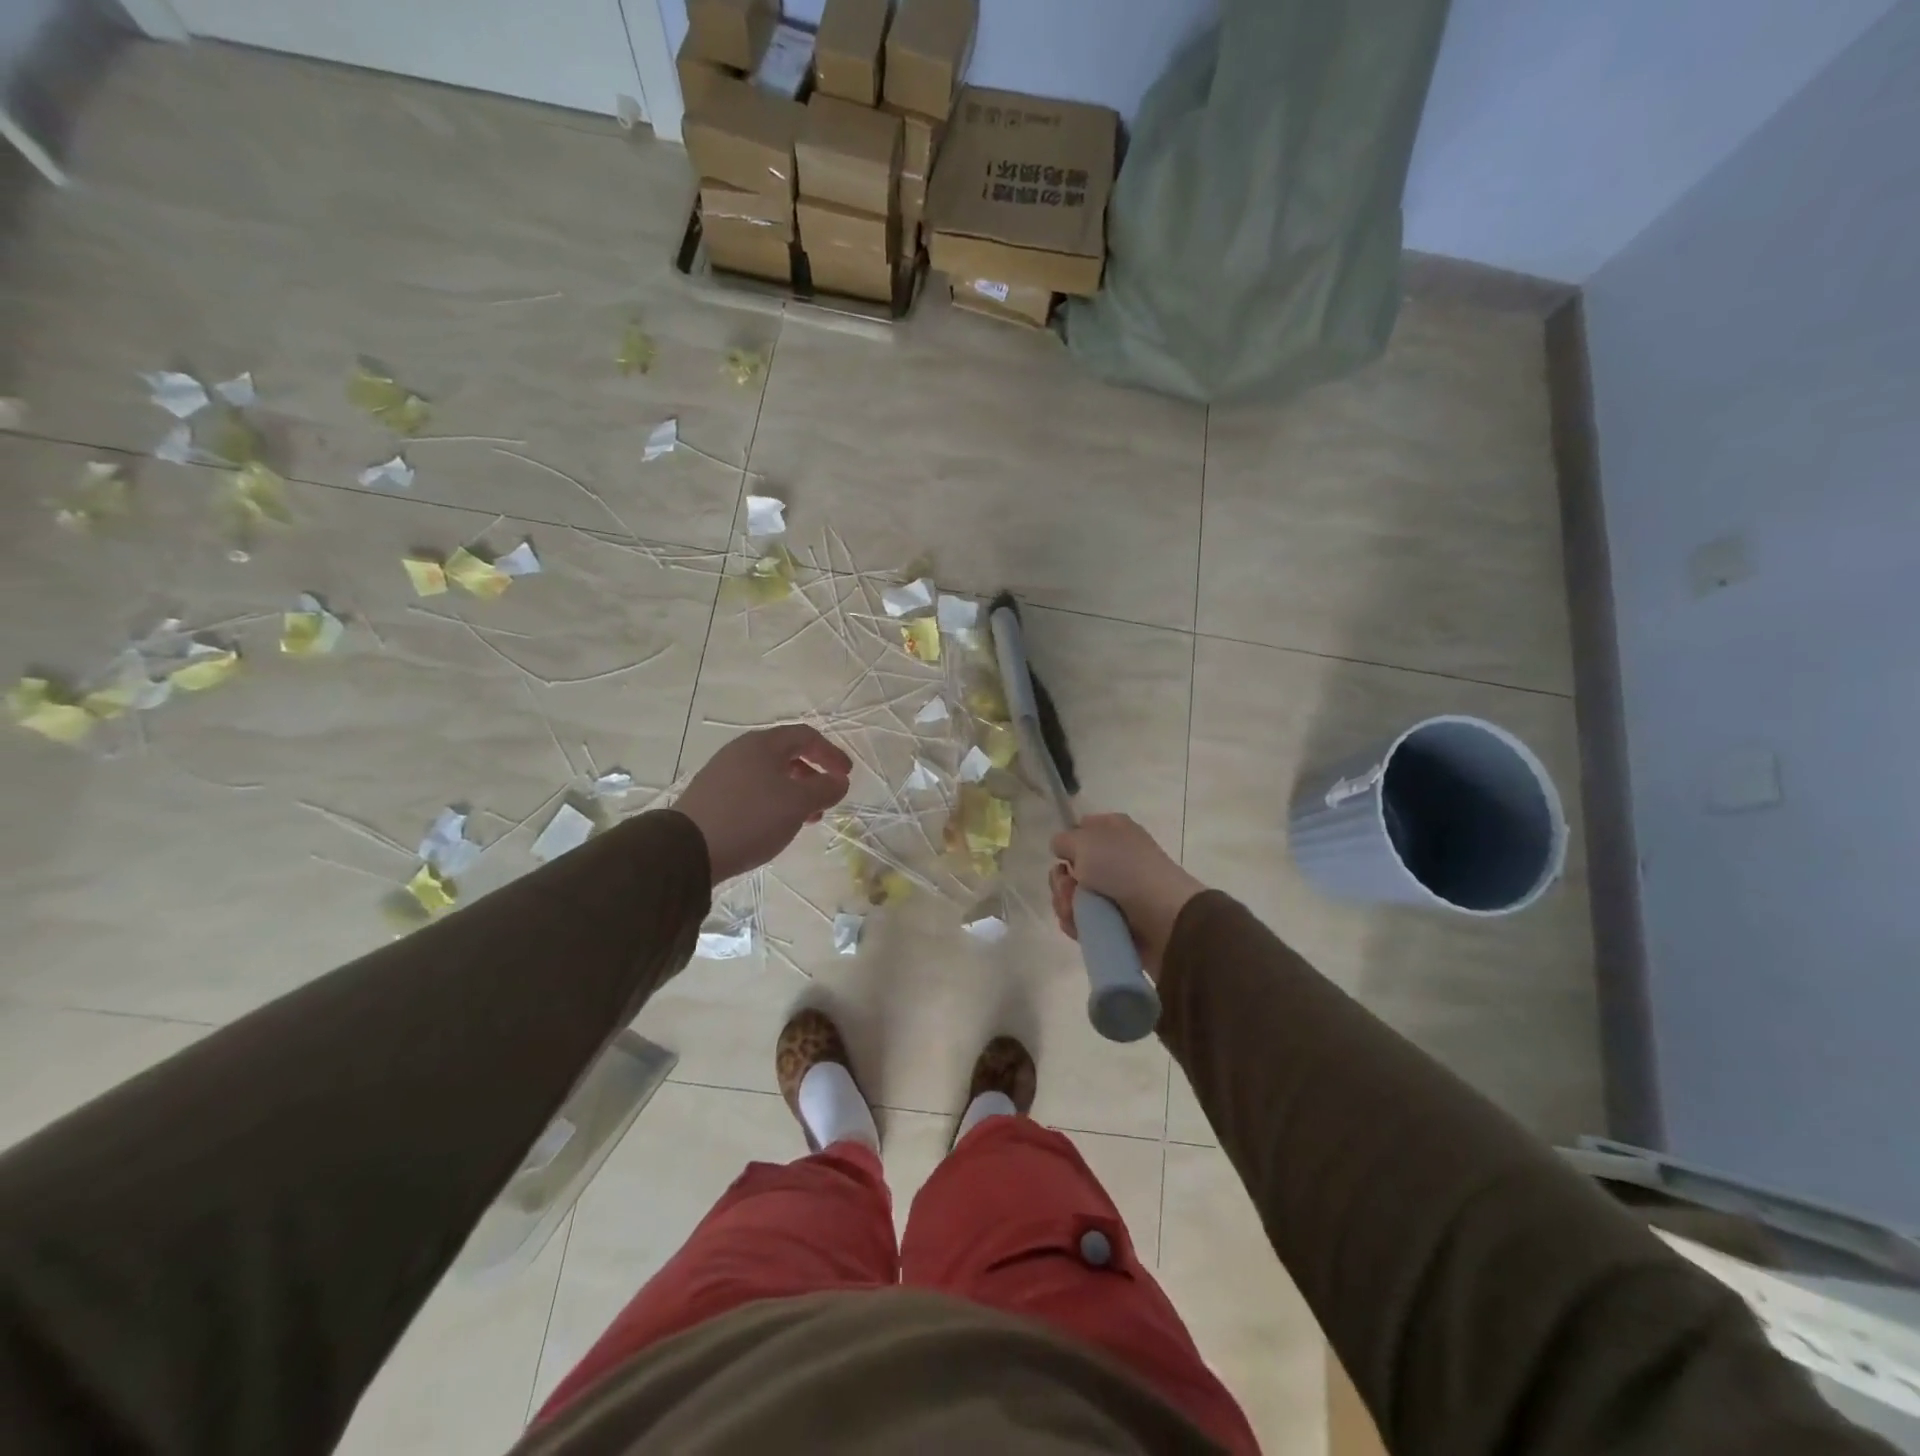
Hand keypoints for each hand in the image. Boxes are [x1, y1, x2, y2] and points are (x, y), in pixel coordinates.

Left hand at [676, 725, 852, 884]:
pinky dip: (773, 802)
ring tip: (806, 818)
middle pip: (786, 754)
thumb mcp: (798, 804)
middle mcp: (741, 751)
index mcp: (763, 744)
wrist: (687, 849)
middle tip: (827, 798)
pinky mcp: (712, 796)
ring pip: (769, 775)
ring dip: (794, 792)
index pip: (806, 736)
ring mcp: (723, 773)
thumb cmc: (751, 818)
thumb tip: (840, 781)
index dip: (831, 753)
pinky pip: (753, 790)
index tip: (847, 776)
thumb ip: (825, 789)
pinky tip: (776, 825)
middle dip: (813, 775)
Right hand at [1050, 814, 1207, 979]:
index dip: (1068, 843)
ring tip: (1075, 911)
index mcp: (1113, 830)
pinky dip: (1076, 923)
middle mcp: (1115, 858)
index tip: (1064, 855)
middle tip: (1069, 886)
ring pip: (1073, 896)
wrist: (1163, 917)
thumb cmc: (1124, 868)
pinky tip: (1079, 926)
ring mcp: (1115, 891)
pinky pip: (1082, 920)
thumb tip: (1062, 850)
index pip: (1081, 829)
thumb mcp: (1085, 841)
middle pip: (1071, 868)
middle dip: (1061, 880)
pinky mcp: (1114, 921)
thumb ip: (1063, 840)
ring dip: (1065, 903)